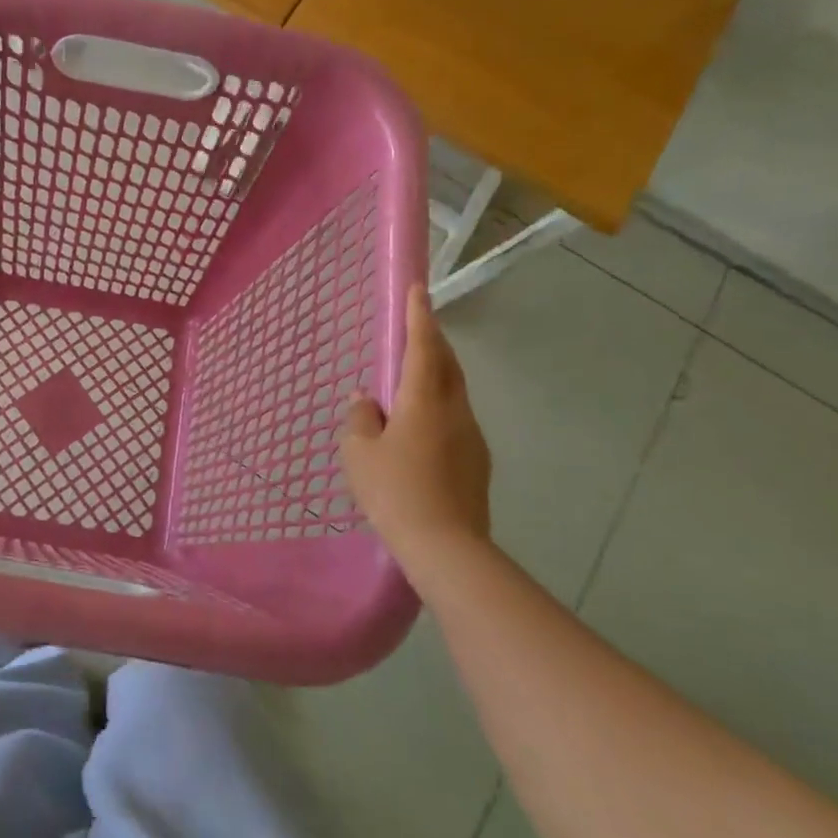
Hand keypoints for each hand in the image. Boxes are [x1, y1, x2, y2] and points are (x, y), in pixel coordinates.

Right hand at [341, 284, 490, 555]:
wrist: (446, 547)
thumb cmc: (394, 492)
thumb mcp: (359, 454)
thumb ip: (360, 420)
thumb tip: (366, 401)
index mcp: (424, 401)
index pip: (423, 348)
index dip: (420, 317)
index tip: (419, 290)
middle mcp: (454, 411)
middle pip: (448, 365)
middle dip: (434, 342)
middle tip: (417, 328)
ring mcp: (472, 437)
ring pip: (455, 393)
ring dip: (437, 376)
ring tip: (413, 379)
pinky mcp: (477, 462)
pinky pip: (456, 420)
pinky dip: (439, 407)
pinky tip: (420, 428)